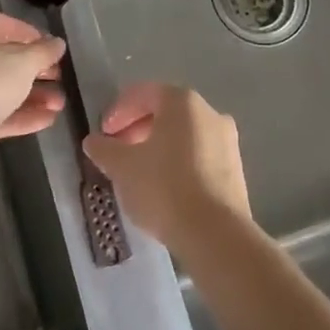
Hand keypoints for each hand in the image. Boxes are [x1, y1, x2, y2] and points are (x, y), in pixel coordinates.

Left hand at [0, 11, 66, 174]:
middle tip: (60, 80)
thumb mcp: (22, 62)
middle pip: (2, 59)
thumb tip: (57, 43)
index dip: (34, 37)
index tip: (56, 51)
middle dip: (35, 72)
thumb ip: (43, 52)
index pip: (5, 25)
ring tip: (59, 105)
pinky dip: (18, 115)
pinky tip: (46, 120)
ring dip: (31, 96)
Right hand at [82, 83, 249, 255]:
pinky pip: (199, 157)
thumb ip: (104, 149)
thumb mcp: (122, 167)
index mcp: (182, 102)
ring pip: (183, 136)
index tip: (103, 134)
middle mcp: (210, 113)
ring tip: (139, 173)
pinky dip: (178, 164)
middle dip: (137, 129)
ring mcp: (228, 142)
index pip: (143, 94)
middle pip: (165, 113)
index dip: (118, 111)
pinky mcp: (235, 171)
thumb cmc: (164, 187)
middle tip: (118, 153)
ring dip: (158, 147)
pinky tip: (164, 189)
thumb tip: (94, 141)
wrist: (215, 234)